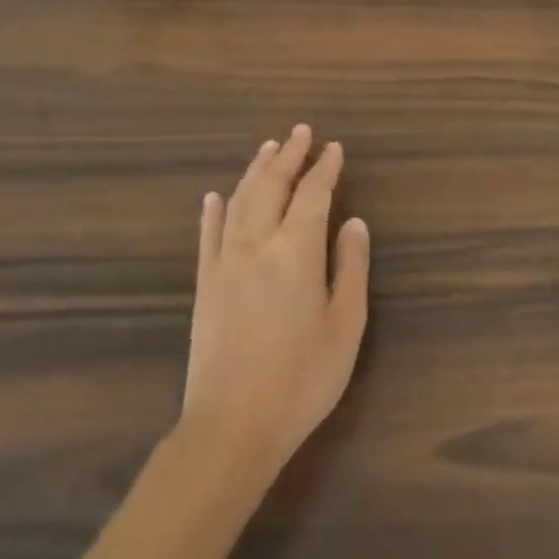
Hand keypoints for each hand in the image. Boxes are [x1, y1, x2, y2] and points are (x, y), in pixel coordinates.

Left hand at [176, 125, 370, 479]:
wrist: (232, 426)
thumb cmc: (303, 378)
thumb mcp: (346, 325)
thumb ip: (351, 267)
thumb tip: (354, 222)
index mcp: (296, 251)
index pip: (313, 194)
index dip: (325, 168)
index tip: (334, 147)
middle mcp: (257, 244)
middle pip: (271, 186)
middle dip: (288, 156)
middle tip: (300, 132)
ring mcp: (225, 263)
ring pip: (239, 202)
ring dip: (255, 171)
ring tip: (267, 149)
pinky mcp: (204, 285)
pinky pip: (208, 235)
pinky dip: (214, 210)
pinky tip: (216, 195)